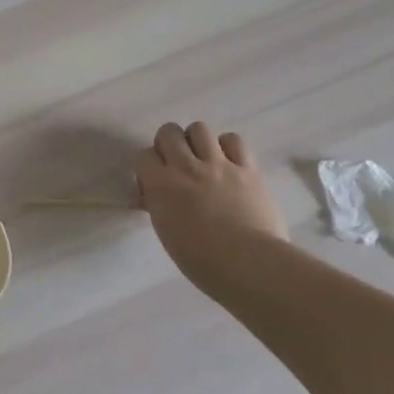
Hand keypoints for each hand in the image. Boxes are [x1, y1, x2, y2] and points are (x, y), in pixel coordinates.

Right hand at [137, 122, 287, 290]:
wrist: (249, 264)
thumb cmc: (202, 260)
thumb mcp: (167, 232)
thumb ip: (160, 205)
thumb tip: (157, 195)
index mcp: (162, 185)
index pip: (144, 156)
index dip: (150, 167)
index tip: (156, 182)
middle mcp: (187, 167)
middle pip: (168, 132)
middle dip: (168, 144)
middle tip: (177, 164)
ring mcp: (219, 164)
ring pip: (199, 128)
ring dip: (197, 141)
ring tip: (204, 159)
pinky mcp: (247, 168)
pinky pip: (234, 140)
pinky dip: (228, 147)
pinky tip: (230, 163)